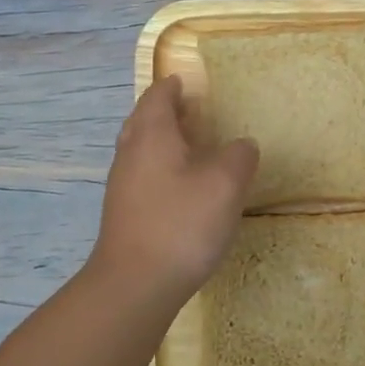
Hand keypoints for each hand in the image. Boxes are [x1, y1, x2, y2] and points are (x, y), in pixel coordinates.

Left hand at [89, 75, 258, 303]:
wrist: (134, 285)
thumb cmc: (181, 224)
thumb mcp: (225, 185)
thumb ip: (239, 156)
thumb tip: (242, 145)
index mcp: (152, 136)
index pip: (157, 97)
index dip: (172, 86)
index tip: (185, 81)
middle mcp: (130, 154)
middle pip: (142, 120)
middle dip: (164, 111)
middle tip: (190, 110)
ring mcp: (122, 186)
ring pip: (139, 149)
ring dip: (161, 140)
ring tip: (190, 146)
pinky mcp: (124, 214)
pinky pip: (141, 175)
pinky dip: (159, 167)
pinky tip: (180, 186)